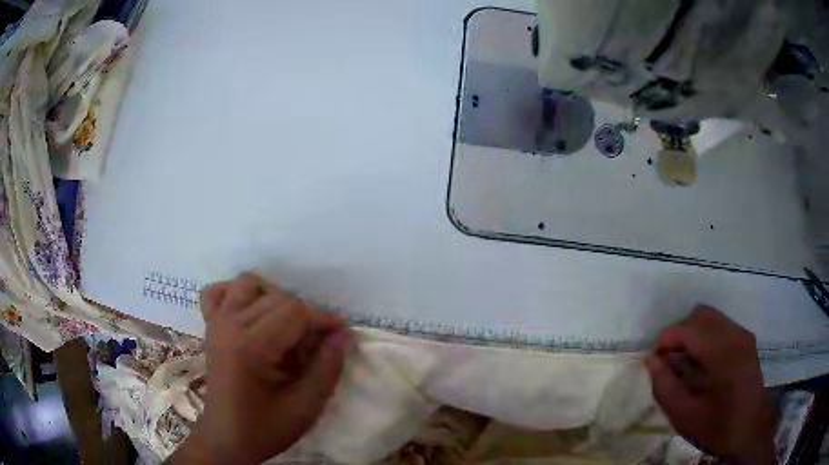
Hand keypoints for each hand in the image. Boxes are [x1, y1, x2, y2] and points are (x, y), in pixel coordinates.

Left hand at [170, 273, 350, 464]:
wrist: (227, 438)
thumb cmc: (266, 428)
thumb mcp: (306, 407)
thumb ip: (327, 368)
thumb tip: (341, 335)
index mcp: (251, 346)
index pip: (295, 312)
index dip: (323, 320)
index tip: (341, 336)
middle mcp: (230, 325)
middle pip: (277, 297)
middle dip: (304, 316)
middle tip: (315, 346)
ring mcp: (216, 322)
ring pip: (248, 284)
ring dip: (273, 298)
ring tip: (285, 328)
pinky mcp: (209, 326)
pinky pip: (217, 292)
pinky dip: (235, 294)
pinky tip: (249, 312)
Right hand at [646, 305, 775, 464]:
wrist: (750, 431)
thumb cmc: (717, 428)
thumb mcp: (685, 416)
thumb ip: (665, 387)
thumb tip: (651, 360)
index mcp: (723, 353)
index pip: (689, 329)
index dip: (666, 340)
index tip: (653, 360)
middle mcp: (736, 335)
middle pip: (700, 315)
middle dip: (679, 333)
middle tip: (667, 361)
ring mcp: (743, 335)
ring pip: (710, 317)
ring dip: (692, 334)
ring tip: (683, 362)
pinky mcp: (746, 340)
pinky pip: (720, 325)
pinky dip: (705, 337)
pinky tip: (701, 363)